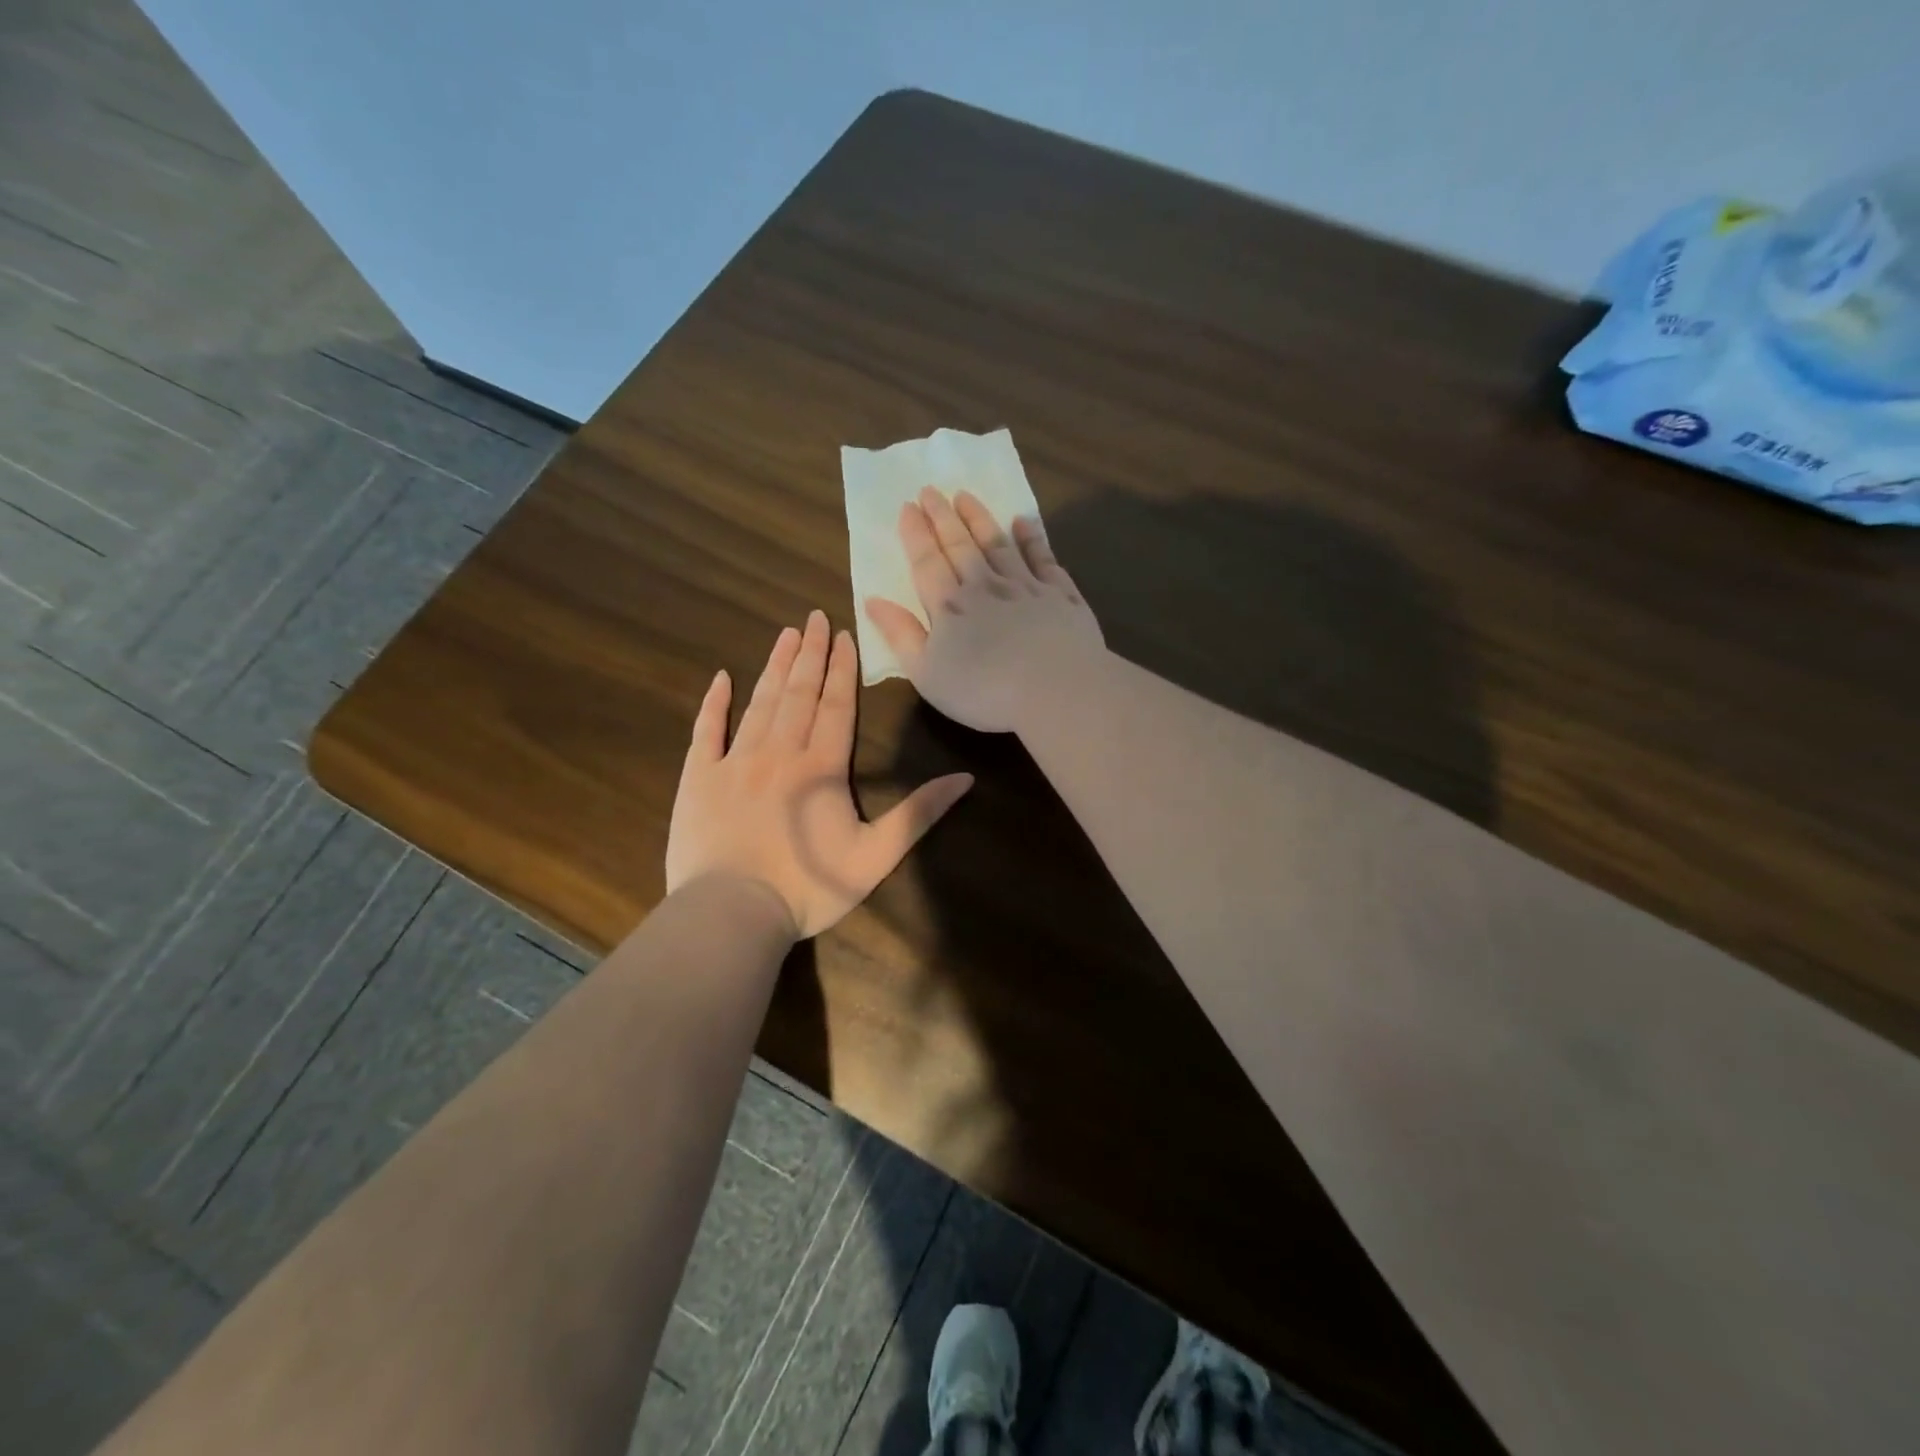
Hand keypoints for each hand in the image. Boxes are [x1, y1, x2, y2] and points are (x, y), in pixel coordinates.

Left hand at [665, 610, 973, 938]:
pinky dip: (714, 703)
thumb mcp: (876, 856)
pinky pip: (705, 731)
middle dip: (809, 654)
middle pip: (798, 693)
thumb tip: (965, 779)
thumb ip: (918, 814)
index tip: (842, 634)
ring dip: (773, 667)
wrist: (731, 913)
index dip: (841, 668)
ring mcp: (734, 762)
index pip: (835, 705)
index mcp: (821, 767)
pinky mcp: (698, 778)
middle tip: (813, 616)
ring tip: (784, 634)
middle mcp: (779, 752)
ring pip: (759, 703)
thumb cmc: (809, 887)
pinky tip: (720, 678)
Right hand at [864, 488, 1105, 732]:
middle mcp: (985, 586)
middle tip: (931, 490)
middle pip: (960, 545)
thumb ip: (901, 635)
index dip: (916, 534)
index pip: (927, 563)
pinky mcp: (1060, 594)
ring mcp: (1026, 587)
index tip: (908, 506)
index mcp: (950, 607)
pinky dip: (1032, 538)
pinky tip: (1024, 522)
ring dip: (980, 519)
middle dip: (943, 517)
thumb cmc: (984, 690)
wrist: (1056, 689)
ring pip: (998, 544)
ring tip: (966, 496)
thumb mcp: (927, 673)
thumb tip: (873, 600)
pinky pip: (1043, 558)